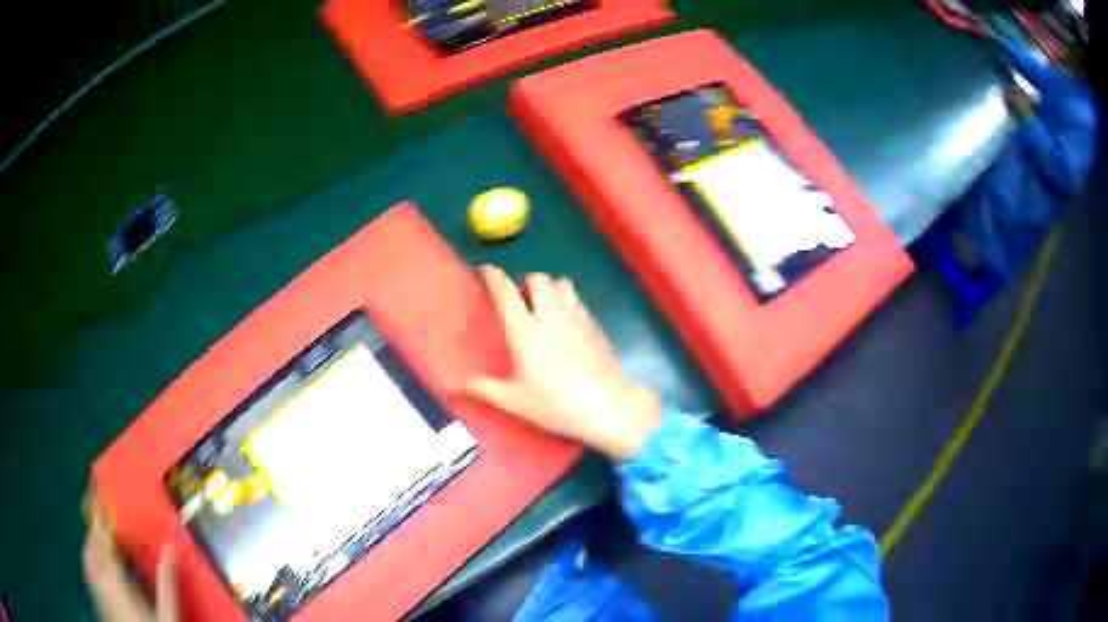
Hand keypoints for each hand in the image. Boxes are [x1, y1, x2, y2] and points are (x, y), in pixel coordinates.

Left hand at [82, 509, 177, 621]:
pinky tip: (98, 567)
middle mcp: (100, 580)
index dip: (100, 514)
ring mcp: (97, 592)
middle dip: (93, 528)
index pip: (103, 538)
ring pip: (87, 558)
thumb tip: (171, 546)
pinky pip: (89, 573)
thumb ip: (166, 581)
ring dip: (91, 543)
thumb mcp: (167, 616)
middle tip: (101, 515)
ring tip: (99, 538)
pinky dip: (91, 561)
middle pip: (91, 545)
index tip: (98, 491)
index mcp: (115, 579)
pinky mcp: (98, 602)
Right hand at [465, 266, 661, 460]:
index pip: (505, 292)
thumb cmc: (554, 404)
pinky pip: (579, 301)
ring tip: (545, 303)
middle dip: (526, 281)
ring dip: (550, 287)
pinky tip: (567, 321)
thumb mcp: (514, 401)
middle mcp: (550, 316)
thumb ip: (484, 389)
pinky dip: (569, 301)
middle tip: (520, 297)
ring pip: (562, 284)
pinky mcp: (595, 326)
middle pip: (538, 279)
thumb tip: (457, 385)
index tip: (485, 270)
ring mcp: (576, 318)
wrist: (605, 406)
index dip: (493, 276)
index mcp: (524, 330)